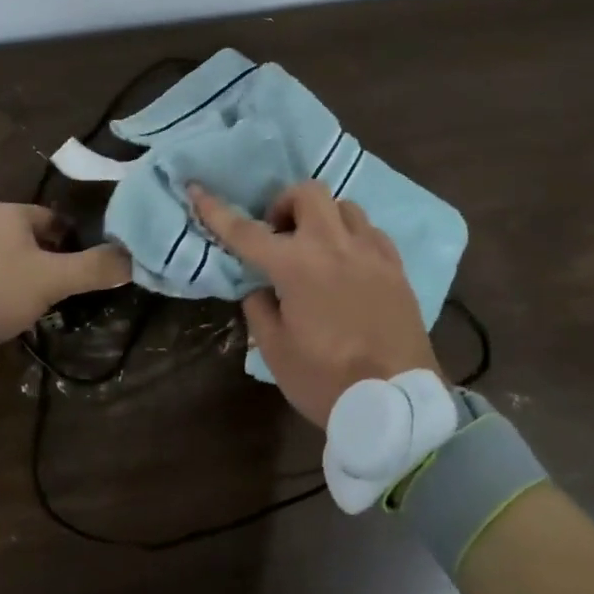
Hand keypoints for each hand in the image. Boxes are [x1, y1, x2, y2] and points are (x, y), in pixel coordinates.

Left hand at [0, 203, 130, 347]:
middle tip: (59, 290)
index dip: (73, 244)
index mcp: (10, 212)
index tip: (81, 270)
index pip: (55, 220)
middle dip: (46, 260)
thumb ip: (93, 269)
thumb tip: (133, 259)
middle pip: (29, 236)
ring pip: (4, 253)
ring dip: (19, 272)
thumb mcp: (52, 281)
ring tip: (30, 303)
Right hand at [190, 180, 441, 427]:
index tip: (197, 189)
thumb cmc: (326, 381)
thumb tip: (260, 286)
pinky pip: (371, 232)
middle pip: (308, 193)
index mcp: (296, 266)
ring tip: (316, 249)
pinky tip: (348, 264)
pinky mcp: (396, 267)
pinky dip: (351, 237)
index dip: (216, 210)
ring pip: (344, 206)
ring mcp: (370, 252)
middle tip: (279, 234)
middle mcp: (334, 246)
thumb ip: (260, 308)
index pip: (246, 231)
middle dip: (285, 203)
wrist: (397, 405)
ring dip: (322, 218)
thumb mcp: (276, 350)